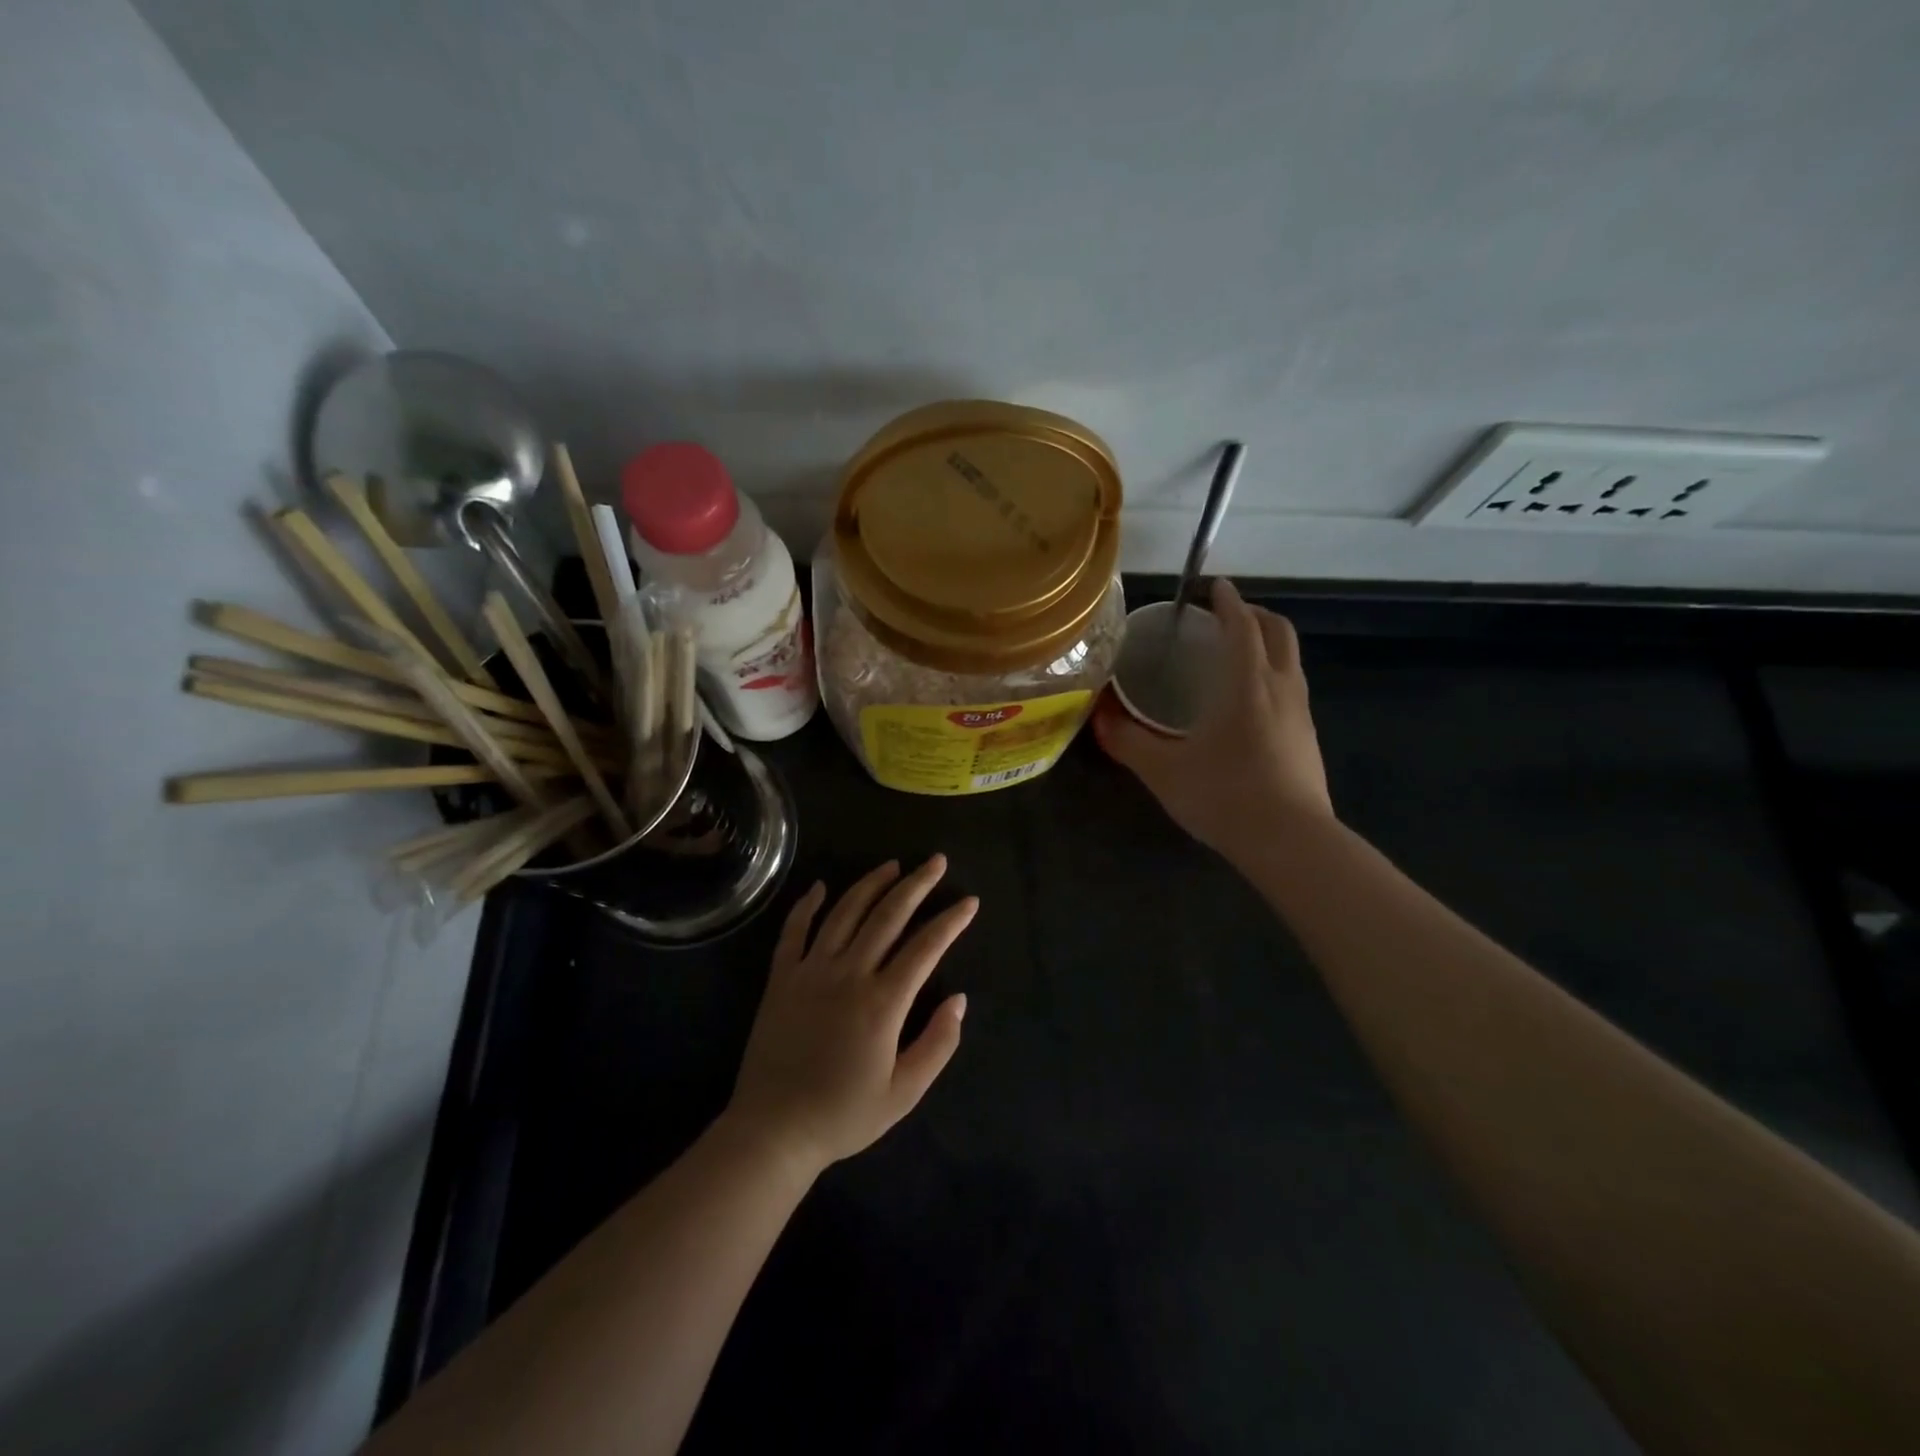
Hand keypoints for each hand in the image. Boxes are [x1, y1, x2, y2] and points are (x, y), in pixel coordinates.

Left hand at [726, 856, 975, 1176]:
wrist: (774, 1131)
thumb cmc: (843, 1114)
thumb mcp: (904, 1093)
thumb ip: (938, 1044)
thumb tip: (959, 1000)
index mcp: (883, 1002)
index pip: (925, 947)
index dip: (950, 921)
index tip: (969, 901)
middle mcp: (849, 974)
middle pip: (888, 916)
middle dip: (916, 884)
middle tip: (936, 861)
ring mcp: (811, 971)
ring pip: (844, 913)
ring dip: (871, 884)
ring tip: (892, 865)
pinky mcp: (781, 979)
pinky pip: (794, 932)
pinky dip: (806, 905)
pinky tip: (819, 886)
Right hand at [1094, 578, 1332, 861]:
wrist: (1291, 842)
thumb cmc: (1224, 795)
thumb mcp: (1163, 770)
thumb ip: (1128, 741)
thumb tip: (1098, 718)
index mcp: (1246, 683)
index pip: (1242, 626)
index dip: (1228, 602)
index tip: (1214, 587)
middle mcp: (1281, 688)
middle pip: (1279, 632)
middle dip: (1255, 615)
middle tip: (1226, 616)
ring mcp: (1302, 714)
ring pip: (1290, 661)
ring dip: (1267, 645)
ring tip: (1236, 656)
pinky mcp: (1309, 740)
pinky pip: (1293, 690)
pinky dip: (1273, 677)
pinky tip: (1250, 706)